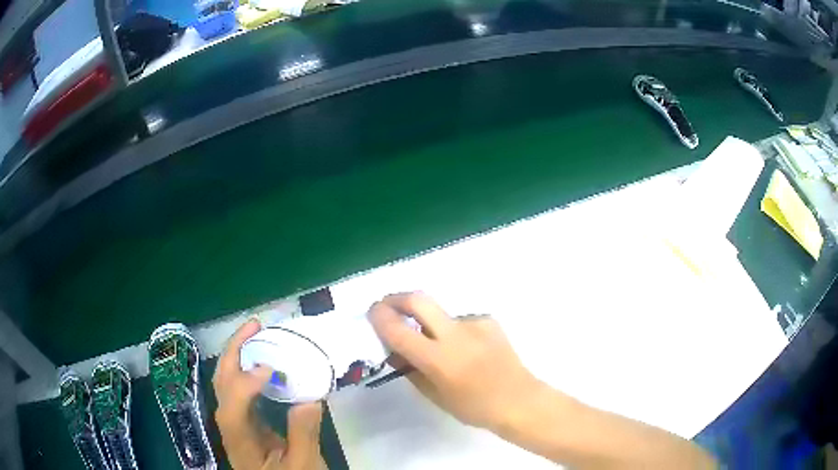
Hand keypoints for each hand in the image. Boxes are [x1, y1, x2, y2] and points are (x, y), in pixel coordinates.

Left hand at [213, 319, 325, 469]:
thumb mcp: (304, 465)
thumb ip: (303, 435)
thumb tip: (308, 399)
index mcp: (241, 441)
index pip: (231, 407)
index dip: (244, 385)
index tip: (270, 369)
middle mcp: (231, 427)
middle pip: (221, 384)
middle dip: (233, 351)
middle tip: (255, 325)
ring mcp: (236, 422)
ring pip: (227, 382)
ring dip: (238, 354)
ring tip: (256, 334)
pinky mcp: (246, 420)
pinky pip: (240, 388)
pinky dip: (247, 368)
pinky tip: (263, 361)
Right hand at [368, 292, 545, 431]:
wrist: (519, 400)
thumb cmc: (474, 407)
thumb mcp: (435, 396)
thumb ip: (411, 370)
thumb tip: (395, 350)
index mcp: (439, 360)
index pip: (399, 330)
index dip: (380, 317)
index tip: (372, 313)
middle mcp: (456, 335)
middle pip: (418, 299)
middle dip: (396, 298)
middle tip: (388, 307)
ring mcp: (475, 323)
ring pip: (441, 315)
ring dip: (432, 325)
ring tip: (443, 348)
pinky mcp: (488, 320)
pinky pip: (461, 322)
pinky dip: (454, 332)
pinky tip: (468, 350)